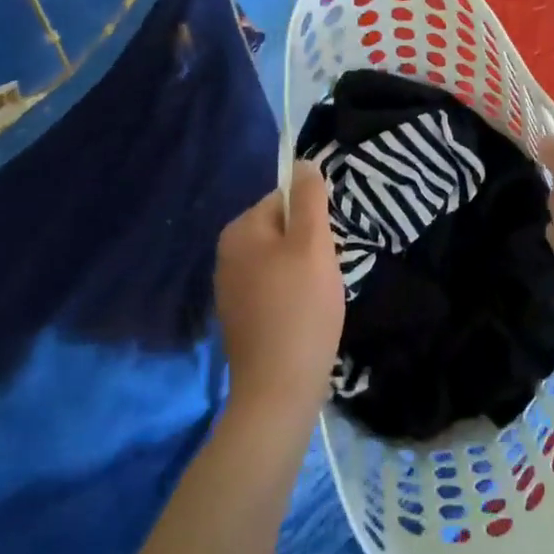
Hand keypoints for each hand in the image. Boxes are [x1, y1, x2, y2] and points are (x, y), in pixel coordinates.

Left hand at [215, 162, 345, 424]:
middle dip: (308, 246)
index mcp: (239, 230)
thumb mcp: (312, 243)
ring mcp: (229, 289)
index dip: (313, 219)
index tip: (327, 248)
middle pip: (282, 229)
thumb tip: (303, 162)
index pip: (285, 200)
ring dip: (303, 271)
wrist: (278, 390)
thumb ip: (310, 198)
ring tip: (318, 297)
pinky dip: (291, 296)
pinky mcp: (239, 318)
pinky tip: (304, 317)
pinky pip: (272, 289)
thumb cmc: (300, 308)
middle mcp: (226, 254)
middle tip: (325, 273)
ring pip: (279, 261)